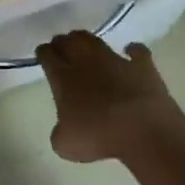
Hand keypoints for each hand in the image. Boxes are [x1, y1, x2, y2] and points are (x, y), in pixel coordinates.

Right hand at [35, 32, 183, 163]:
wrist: (142, 129)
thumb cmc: (99, 136)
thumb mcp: (66, 144)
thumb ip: (60, 132)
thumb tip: (64, 128)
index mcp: (63, 78)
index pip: (47, 55)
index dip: (43, 54)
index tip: (42, 56)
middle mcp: (86, 62)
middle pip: (68, 42)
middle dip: (62, 42)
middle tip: (61, 47)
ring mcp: (115, 60)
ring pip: (95, 40)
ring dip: (87, 40)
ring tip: (84, 43)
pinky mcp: (141, 65)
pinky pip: (137, 51)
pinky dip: (133, 50)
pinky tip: (130, 51)